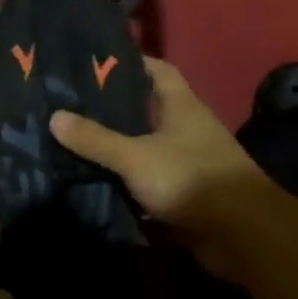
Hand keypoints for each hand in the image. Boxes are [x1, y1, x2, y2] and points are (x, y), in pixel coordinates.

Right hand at [49, 57, 259, 238]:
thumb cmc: (192, 180)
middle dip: (110, 108)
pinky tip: (91, 179)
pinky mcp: (181, 193)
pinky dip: (123, 180)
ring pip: (142, 146)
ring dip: (114, 146)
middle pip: (144, 109)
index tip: (94, 62)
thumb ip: (96, 139)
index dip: (129, 62)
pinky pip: (144, 180)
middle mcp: (184, 128)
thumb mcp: (136, 156)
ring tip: (70, 140)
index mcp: (181, 106)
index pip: (157, 70)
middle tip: (68, 104)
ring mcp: (185, 162)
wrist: (243, 236)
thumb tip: (55, 117)